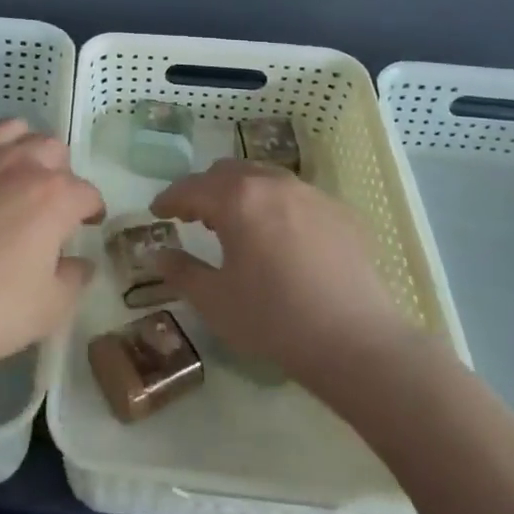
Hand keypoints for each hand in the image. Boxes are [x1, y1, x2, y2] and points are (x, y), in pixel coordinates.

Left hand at [0, 119, 100, 384]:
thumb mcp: (50, 309)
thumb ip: (75, 278)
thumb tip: (80, 262)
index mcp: (53, 196)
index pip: (87, 192)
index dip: (92, 210)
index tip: (88, 224)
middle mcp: (18, 164)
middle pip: (53, 148)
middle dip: (61, 172)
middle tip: (52, 203)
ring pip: (10, 128)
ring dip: (22, 146)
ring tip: (17, 173)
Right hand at [151, 161, 416, 391]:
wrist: (356, 342)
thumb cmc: (274, 319)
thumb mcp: (214, 300)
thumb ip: (180, 271)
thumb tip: (157, 254)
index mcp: (238, 199)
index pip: (191, 188)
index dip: (169, 198)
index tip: (157, 212)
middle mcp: (273, 184)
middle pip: (228, 172)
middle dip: (205, 190)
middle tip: (193, 216)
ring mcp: (311, 194)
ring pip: (265, 177)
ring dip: (242, 192)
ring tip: (236, 223)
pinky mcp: (340, 213)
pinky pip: (297, 196)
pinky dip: (276, 206)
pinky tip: (280, 237)